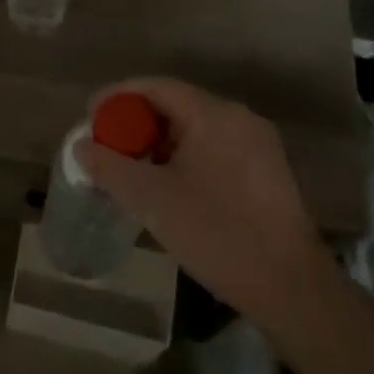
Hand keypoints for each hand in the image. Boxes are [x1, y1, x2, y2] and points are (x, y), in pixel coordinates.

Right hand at [78, 77, 335, 332]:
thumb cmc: (216, 233)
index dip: (118, 97)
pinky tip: (170, 187)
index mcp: (213, 114)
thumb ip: (109, 167)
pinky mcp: (267, 171)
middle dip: (137, 124)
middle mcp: (239, 118)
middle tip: (109, 148)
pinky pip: (214, 148)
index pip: (155, 87)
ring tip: (134, 171)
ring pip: (195, 129)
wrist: (290, 287)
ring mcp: (258, 144)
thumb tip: (82, 146)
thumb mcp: (151, 199)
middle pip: (176, 105)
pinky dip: (185, 158)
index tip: (91, 118)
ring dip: (160, 144)